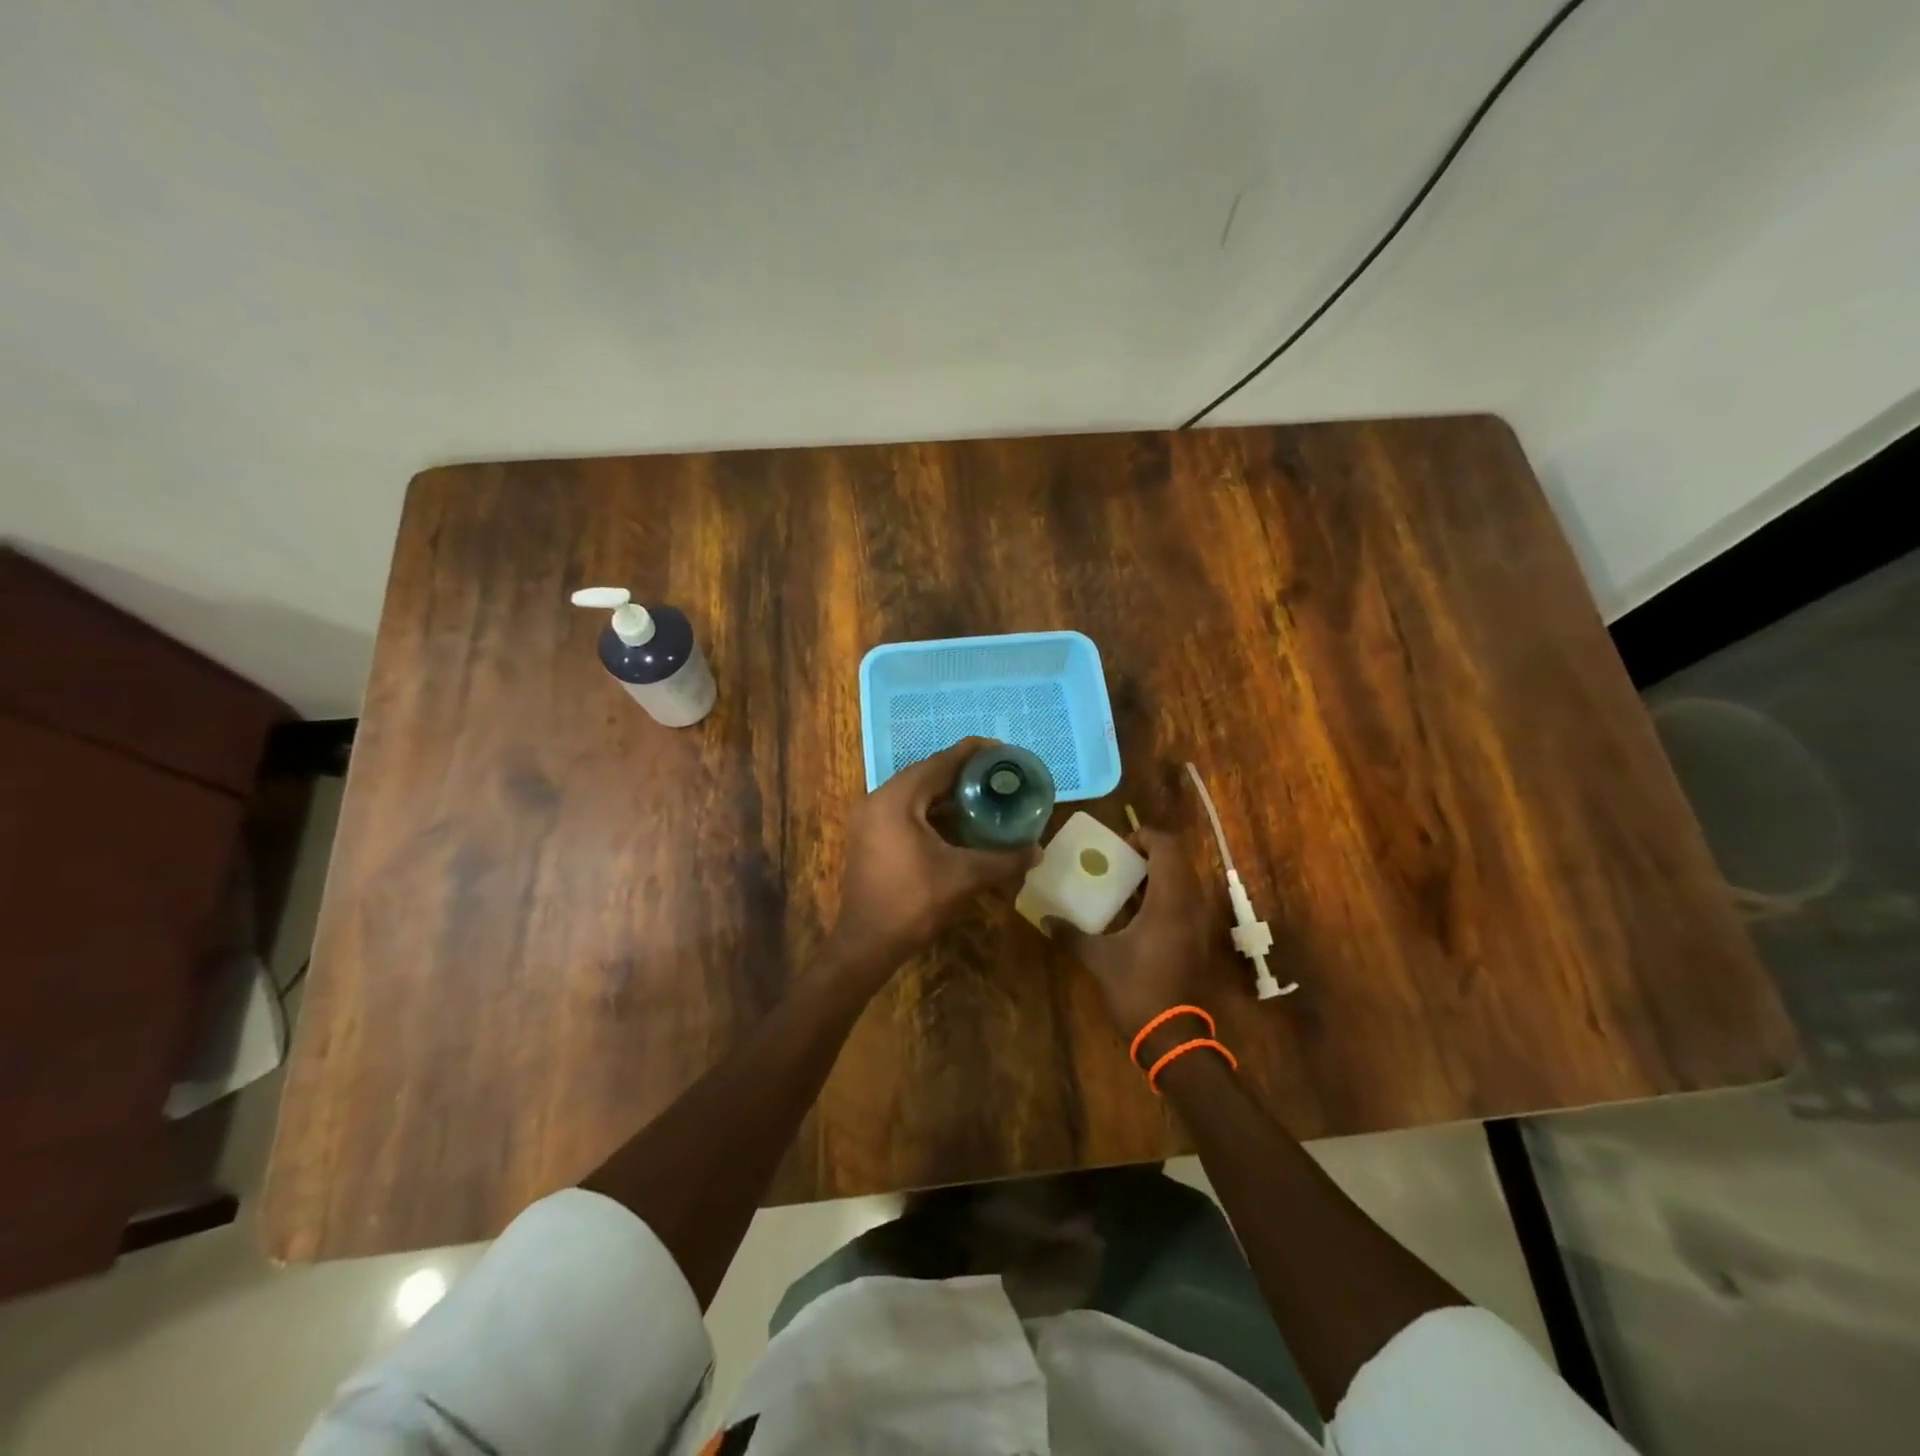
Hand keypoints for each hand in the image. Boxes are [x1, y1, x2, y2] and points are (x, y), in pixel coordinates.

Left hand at [827, 738, 1038, 985]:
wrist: (867, 944)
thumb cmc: (913, 902)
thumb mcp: (964, 877)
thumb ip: (1003, 859)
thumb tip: (1038, 851)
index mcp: (896, 799)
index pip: (939, 763)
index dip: (971, 753)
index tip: (1000, 749)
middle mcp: (878, 800)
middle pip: (926, 775)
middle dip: (962, 773)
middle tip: (997, 774)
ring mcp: (869, 819)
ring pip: (914, 794)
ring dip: (946, 793)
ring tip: (983, 795)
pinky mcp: (869, 837)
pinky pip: (905, 811)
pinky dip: (931, 811)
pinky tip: (958, 822)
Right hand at [1048, 828, 1227, 1051]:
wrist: (1174, 1036)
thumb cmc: (1137, 989)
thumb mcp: (1099, 959)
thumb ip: (1072, 934)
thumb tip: (1046, 919)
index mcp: (1169, 901)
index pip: (1167, 847)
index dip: (1146, 836)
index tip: (1121, 845)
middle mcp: (1190, 905)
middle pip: (1179, 860)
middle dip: (1151, 853)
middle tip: (1121, 861)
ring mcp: (1199, 923)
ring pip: (1185, 881)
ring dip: (1159, 874)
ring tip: (1127, 884)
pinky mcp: (1199, 939)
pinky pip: (1186, 901)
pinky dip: (1166, 895)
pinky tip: (1138, 913)